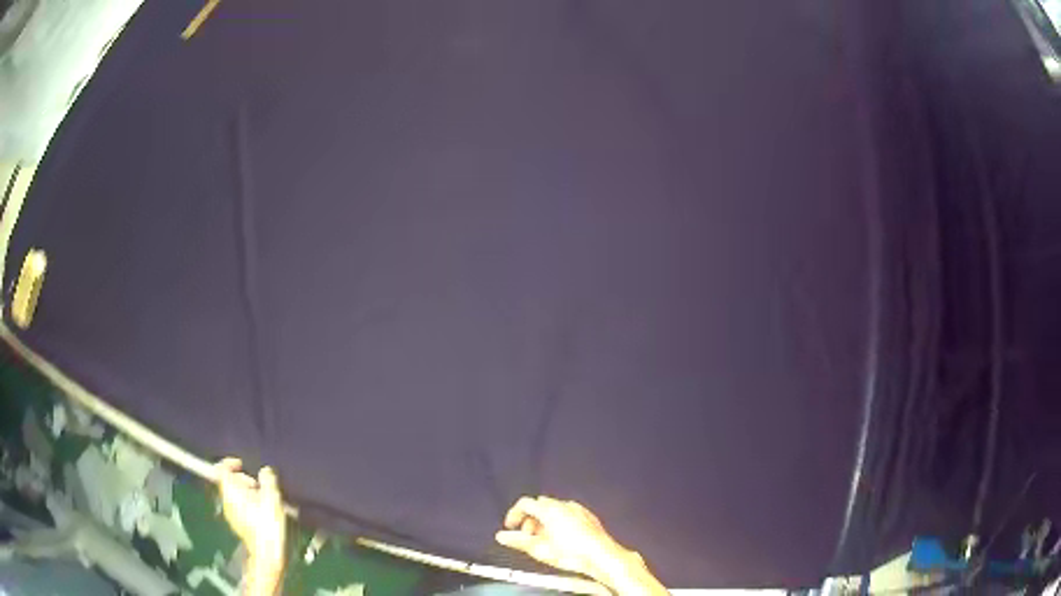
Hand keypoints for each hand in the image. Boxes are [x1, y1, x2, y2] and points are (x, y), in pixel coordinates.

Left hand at [215, 458, 285, 594]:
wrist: (267, 554)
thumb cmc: (267, 523)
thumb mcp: (272, 498)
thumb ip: (268, 480)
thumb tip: (264, 471)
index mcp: (230, 491)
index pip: (221, 469)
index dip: (230, 463)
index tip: (243, 464)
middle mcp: (226, 501)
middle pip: (228, 482)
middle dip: (243, 479)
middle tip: (259, 486)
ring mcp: (230, 514)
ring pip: (234, 495)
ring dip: (247, 492)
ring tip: (264, 499)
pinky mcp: (237, 524)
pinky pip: (238, 506)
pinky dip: (247, 503)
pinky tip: (262, 512)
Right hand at [495, 496, 668, 595]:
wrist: (602, 556)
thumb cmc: (572, 554)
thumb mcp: (540, 549)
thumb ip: (518, 541)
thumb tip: (502, 536)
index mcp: (550, 509)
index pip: (525, 503)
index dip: (514, 514)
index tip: (510, 526)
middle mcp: (564, 505)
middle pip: (540, 505)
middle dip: (530, 519)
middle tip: (527, 536)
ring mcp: (578, 509)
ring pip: (554, 509)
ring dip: (544, 521)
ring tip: (543, 540)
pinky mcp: (588, 516)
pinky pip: (568, 514)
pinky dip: (559, 522)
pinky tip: (561, 538)